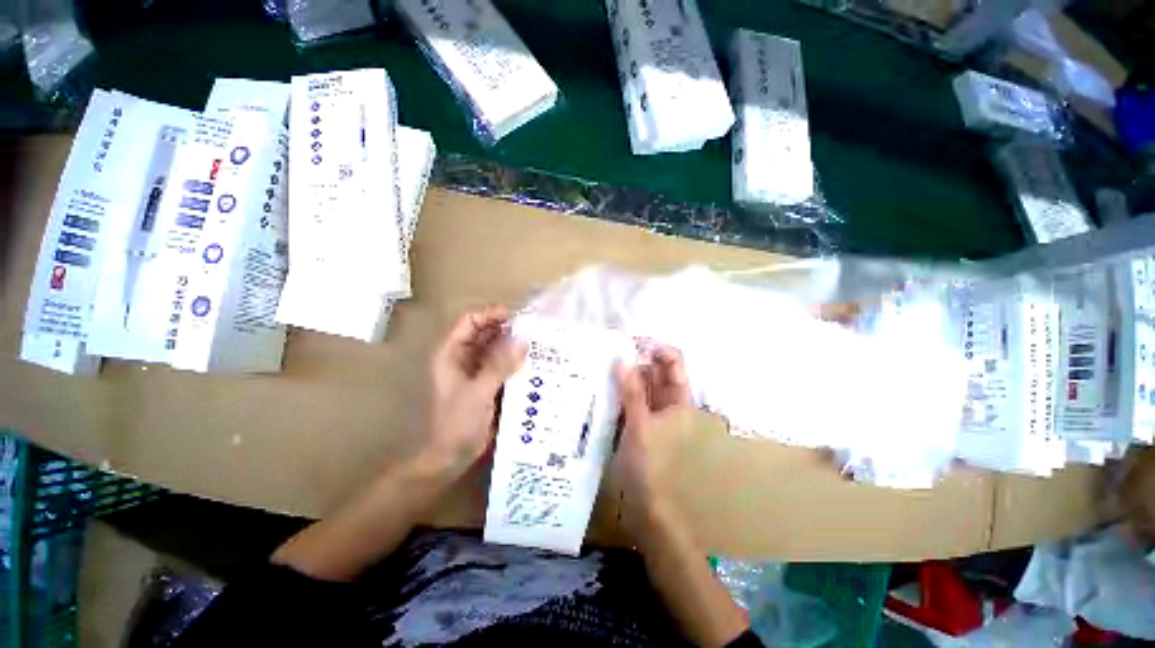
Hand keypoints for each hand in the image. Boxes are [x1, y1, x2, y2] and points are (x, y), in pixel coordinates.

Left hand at [422, 306, 525, 479]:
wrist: (453, 455)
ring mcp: (478, 369)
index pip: (470, 322)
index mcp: (452, 354)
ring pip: (497, 348)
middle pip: (486, 333)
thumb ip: (500, 365)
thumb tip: (523, 339)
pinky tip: (534, 360)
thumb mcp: (479, 392)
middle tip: (533, 328)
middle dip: (507, 329)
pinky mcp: (489, 381)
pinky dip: (516, 360)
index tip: (515, 316)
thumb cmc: (458, 422)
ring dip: (514, 344)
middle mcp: (465, 357)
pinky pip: (504, 363)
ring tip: (538, 341)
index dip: (490, 315)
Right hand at [613, 344, 692, 536]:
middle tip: (612, 349)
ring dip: (626, 371)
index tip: (634, 343)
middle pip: (655, 369)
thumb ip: (632, 393)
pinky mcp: (637, 414)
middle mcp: (667, 399)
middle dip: (637, 357)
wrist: (645, 497)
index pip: (674, 363)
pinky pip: (630, 393)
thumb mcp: (641, 425)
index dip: (658, 349)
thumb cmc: (650, 462)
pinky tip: (605, 379)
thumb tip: (620, 361)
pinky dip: (620, 385)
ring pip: (641, 380)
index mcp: (678, 399)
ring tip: (605, 361)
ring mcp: (651, 406)